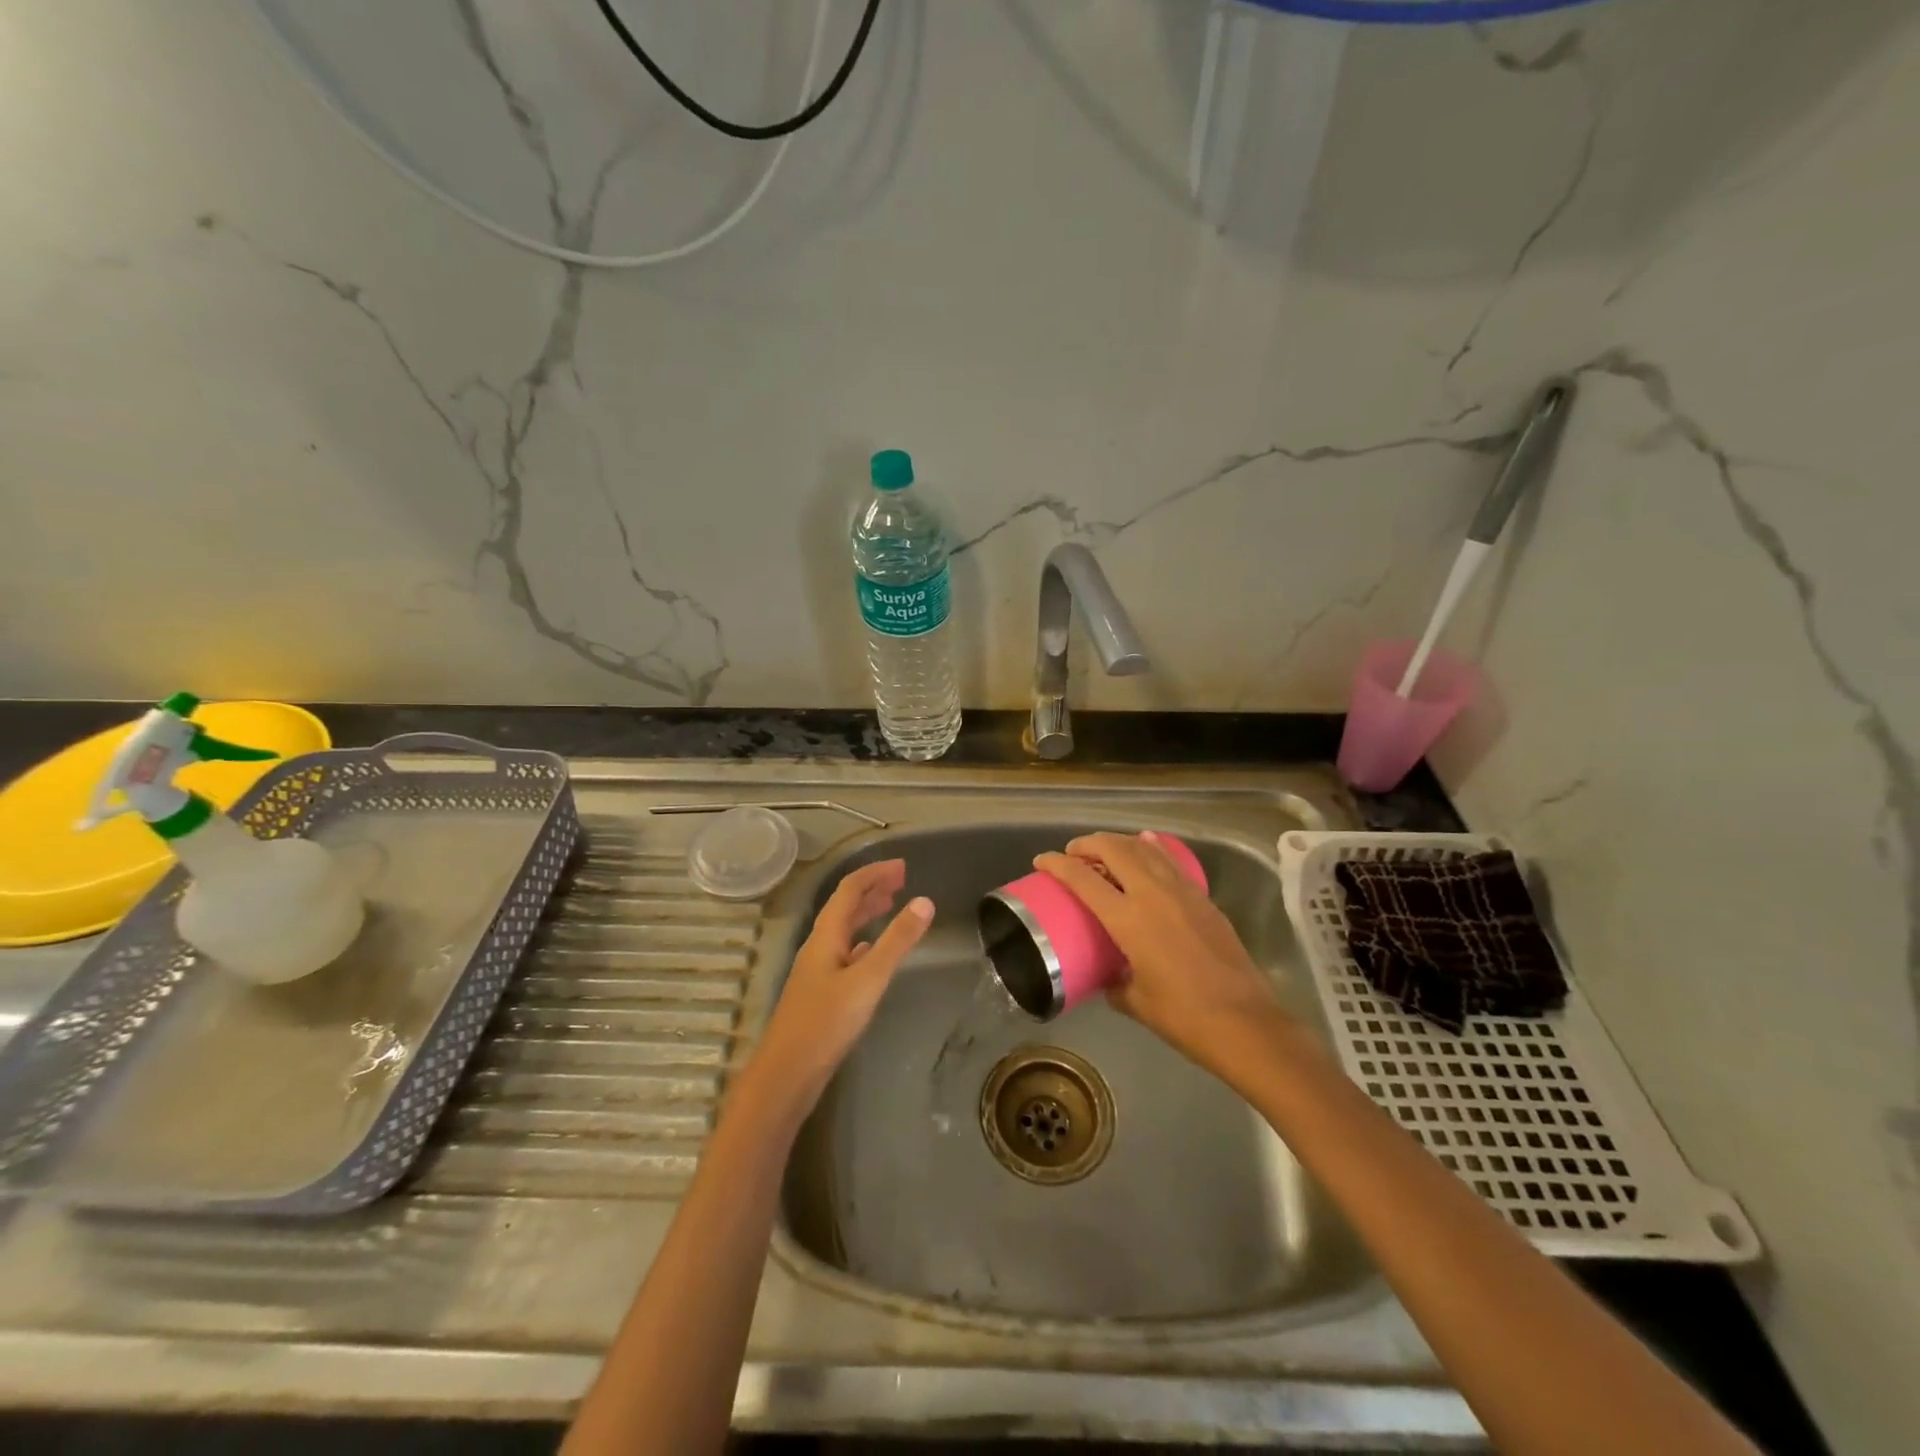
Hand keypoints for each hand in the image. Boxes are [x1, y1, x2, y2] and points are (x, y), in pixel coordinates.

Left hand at [747, 859, 932, 1111]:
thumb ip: (896, 941)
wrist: (786, 1074)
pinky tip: (871, 952)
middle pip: (844, 906)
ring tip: (891, 906)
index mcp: (826, 935)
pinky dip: (863, 942)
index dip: (875, 873)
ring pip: (844, 930)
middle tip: (901, 881)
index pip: (850, 889)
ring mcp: (817, 970)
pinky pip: (844, 953)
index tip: (903, 866)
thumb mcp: (868, 979)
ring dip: (866, 913)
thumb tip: (925, 901)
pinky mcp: (821, 993)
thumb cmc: (826, 1023)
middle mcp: (819, 946)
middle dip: (872, 889)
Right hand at [1034, 832, 1285, 1073]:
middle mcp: (1153, 894)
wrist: (1245, 1023)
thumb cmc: (1184, 1017)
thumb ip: (1114, 982)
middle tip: (1074, 852)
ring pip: (1145, 849)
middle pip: (1114, 849)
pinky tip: (1147, 847)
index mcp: (1129, 920)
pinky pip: (1170, 861)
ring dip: (1119, 842)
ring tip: (1104, 849)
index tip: (1042, 860)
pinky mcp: (1203, 898)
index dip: (1057, 864)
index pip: (1083, 878)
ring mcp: (1182, 891)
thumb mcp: (1135, 1002)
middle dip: (1088, 843)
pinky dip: (1152, 850)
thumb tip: (1108, 976)